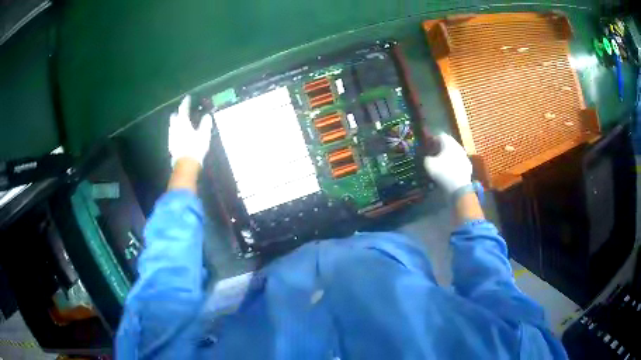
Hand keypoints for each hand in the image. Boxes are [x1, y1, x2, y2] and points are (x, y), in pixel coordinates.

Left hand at [168, 95, 212, 166]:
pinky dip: (176, 131)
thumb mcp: (204, 134)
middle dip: (178, 112)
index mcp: (183, 122)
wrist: (185, 164)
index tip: (188, 97)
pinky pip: (173, 134)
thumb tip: (207, 115)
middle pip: (174, 116)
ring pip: (172, 125)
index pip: (183, 108)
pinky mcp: (171, 144)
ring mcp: (171, 136)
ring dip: (177, 122)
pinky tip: (180, 134)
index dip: (186, 102)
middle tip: (183, 111)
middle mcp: (175, 127)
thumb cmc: (195, 147)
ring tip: (182, 122)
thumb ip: (205, 123)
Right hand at [423, 133, 471, 194]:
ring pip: (454, 152)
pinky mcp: (468, 166)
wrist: (459, 187)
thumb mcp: (428, 164)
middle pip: (449, 143)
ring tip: (441, 163)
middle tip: (434, 153)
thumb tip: (428, 157)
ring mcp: (465, 156)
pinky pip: (459, 162)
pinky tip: (449, 171)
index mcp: (449, 143)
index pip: (440, 135)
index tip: (428, 146)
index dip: (433, 139)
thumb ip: (426, 157)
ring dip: (448, 156)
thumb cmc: (443, 172)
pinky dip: (454, 164)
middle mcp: (458, 146)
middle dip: (441, 147)